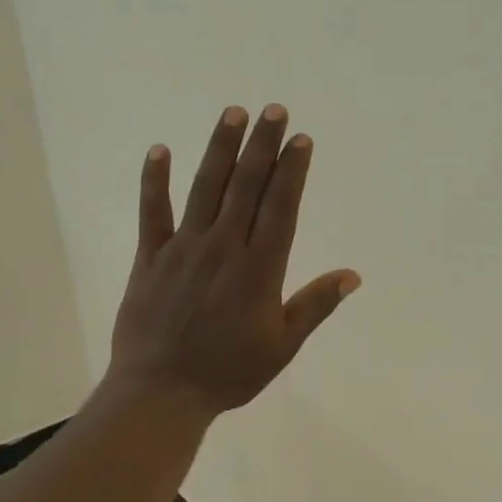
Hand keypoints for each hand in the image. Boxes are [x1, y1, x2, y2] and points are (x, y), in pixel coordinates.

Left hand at [109, 105, 359, 418]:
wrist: (162, 391)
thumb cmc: (229, 373)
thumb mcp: (282, 346)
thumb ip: (315, 306)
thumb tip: (351, 275)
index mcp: (259, 269)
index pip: (280, 207)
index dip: (292, 171)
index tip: (301, 139)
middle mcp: (224, 248)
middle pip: (246, 186)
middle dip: (262, 146)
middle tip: (274, 110)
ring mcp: (184, 249)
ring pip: (205, 189)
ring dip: (220, 149)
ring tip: (233, 113)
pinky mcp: (150, 259)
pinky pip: (152, 212)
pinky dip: (154, 181)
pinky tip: (160, 150)